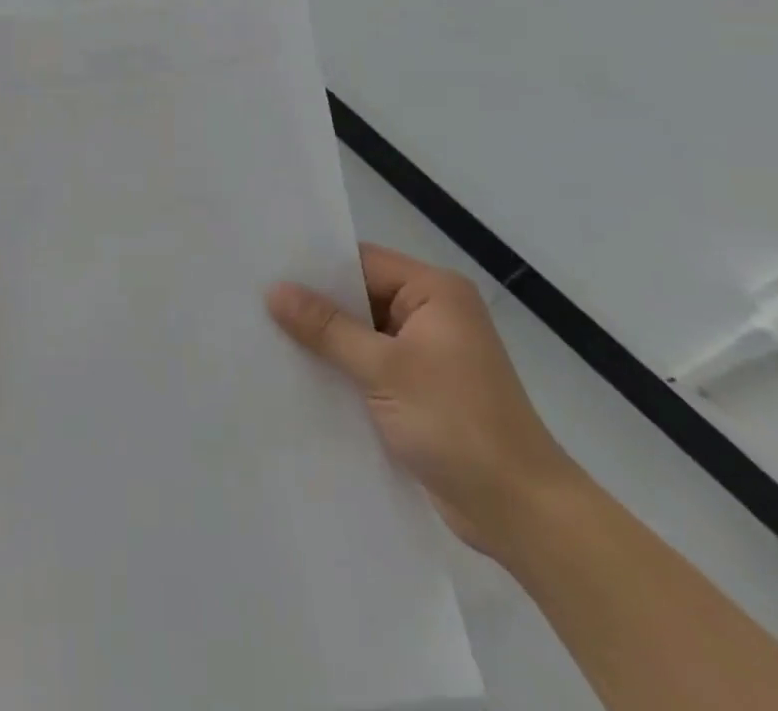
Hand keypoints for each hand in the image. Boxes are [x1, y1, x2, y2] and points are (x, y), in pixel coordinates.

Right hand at [267, 245, 579, 556]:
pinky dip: (341, 369)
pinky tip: (298, 373)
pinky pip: (369, 365)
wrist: (522, 514)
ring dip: (325, 340)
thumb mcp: (385, 369)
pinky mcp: (419, 390)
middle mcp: (432, 314)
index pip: (362, 262)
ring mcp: (426, 354)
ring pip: (361, 333)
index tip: (266, 269)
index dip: (316, 266)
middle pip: (359, 296)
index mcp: (435, 292)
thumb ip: (327, 328)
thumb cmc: (458, 424)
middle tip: (255, 302)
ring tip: (264, 334)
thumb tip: (274, 290)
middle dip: (314, 305)